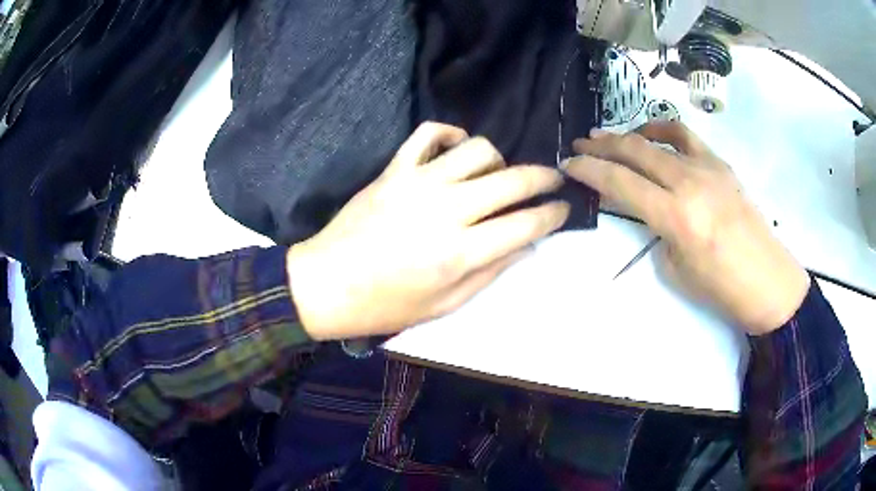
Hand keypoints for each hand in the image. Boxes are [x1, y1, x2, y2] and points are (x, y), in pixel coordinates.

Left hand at [287, 122, 569, 339]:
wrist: (328, 284)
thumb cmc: (386, 305)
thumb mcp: (444, 305)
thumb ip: (490, 272)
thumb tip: (526, 244)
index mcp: (461, 252)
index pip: (525, 224)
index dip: (553, 215)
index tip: (563, 209)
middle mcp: (447, 210)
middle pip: (512, 180)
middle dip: (544, 177)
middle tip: (553, 179)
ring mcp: (418, 183)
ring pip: (478, 150)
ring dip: (499, 159)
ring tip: (497, 174)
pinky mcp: (394, 169)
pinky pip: (428, 133)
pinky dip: (449, 134)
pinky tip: (456, 149)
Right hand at [563, 122, 809, 334]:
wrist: (767, 280)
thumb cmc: (721, 288)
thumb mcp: (675, 268)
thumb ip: (656, 230)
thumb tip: (647, 207)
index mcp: (675, 217)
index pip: (620, 182)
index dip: (588, 170)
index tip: (568, 165)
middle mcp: (688, 183)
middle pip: (634, 151)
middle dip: (600, 146)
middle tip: (579, 145)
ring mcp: (707, 167)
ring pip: (656, 138)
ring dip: (626, 135)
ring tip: (607, 137)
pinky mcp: (720, 164)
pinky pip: (685, 137)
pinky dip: (662, 130)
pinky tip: (651, 135)